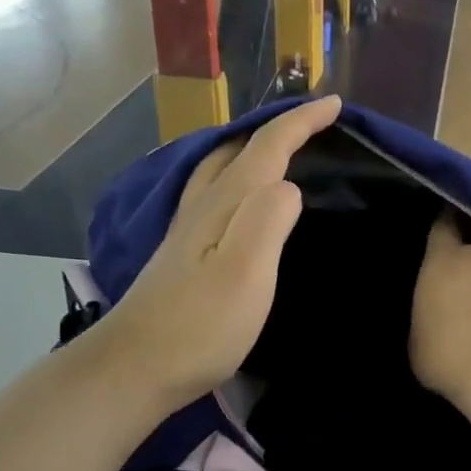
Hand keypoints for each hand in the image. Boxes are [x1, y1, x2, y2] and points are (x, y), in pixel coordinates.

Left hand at [96, 96, 341, 409]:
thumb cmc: (200, 326)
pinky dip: (240, 179)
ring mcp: (188, 229)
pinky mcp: (184, 253)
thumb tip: (289, 184)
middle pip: (240, 149)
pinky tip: (244, 200)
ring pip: (222, 169)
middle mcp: (203, 206)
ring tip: (283, 153)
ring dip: (255, 151)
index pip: (268, 148)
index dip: (301, 122)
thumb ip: (268, 221)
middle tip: (313, 126)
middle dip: (278, 129)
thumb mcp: (245, 274)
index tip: (335, 104)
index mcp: (225, 204)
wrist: (136, 367)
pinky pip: (217, 194)